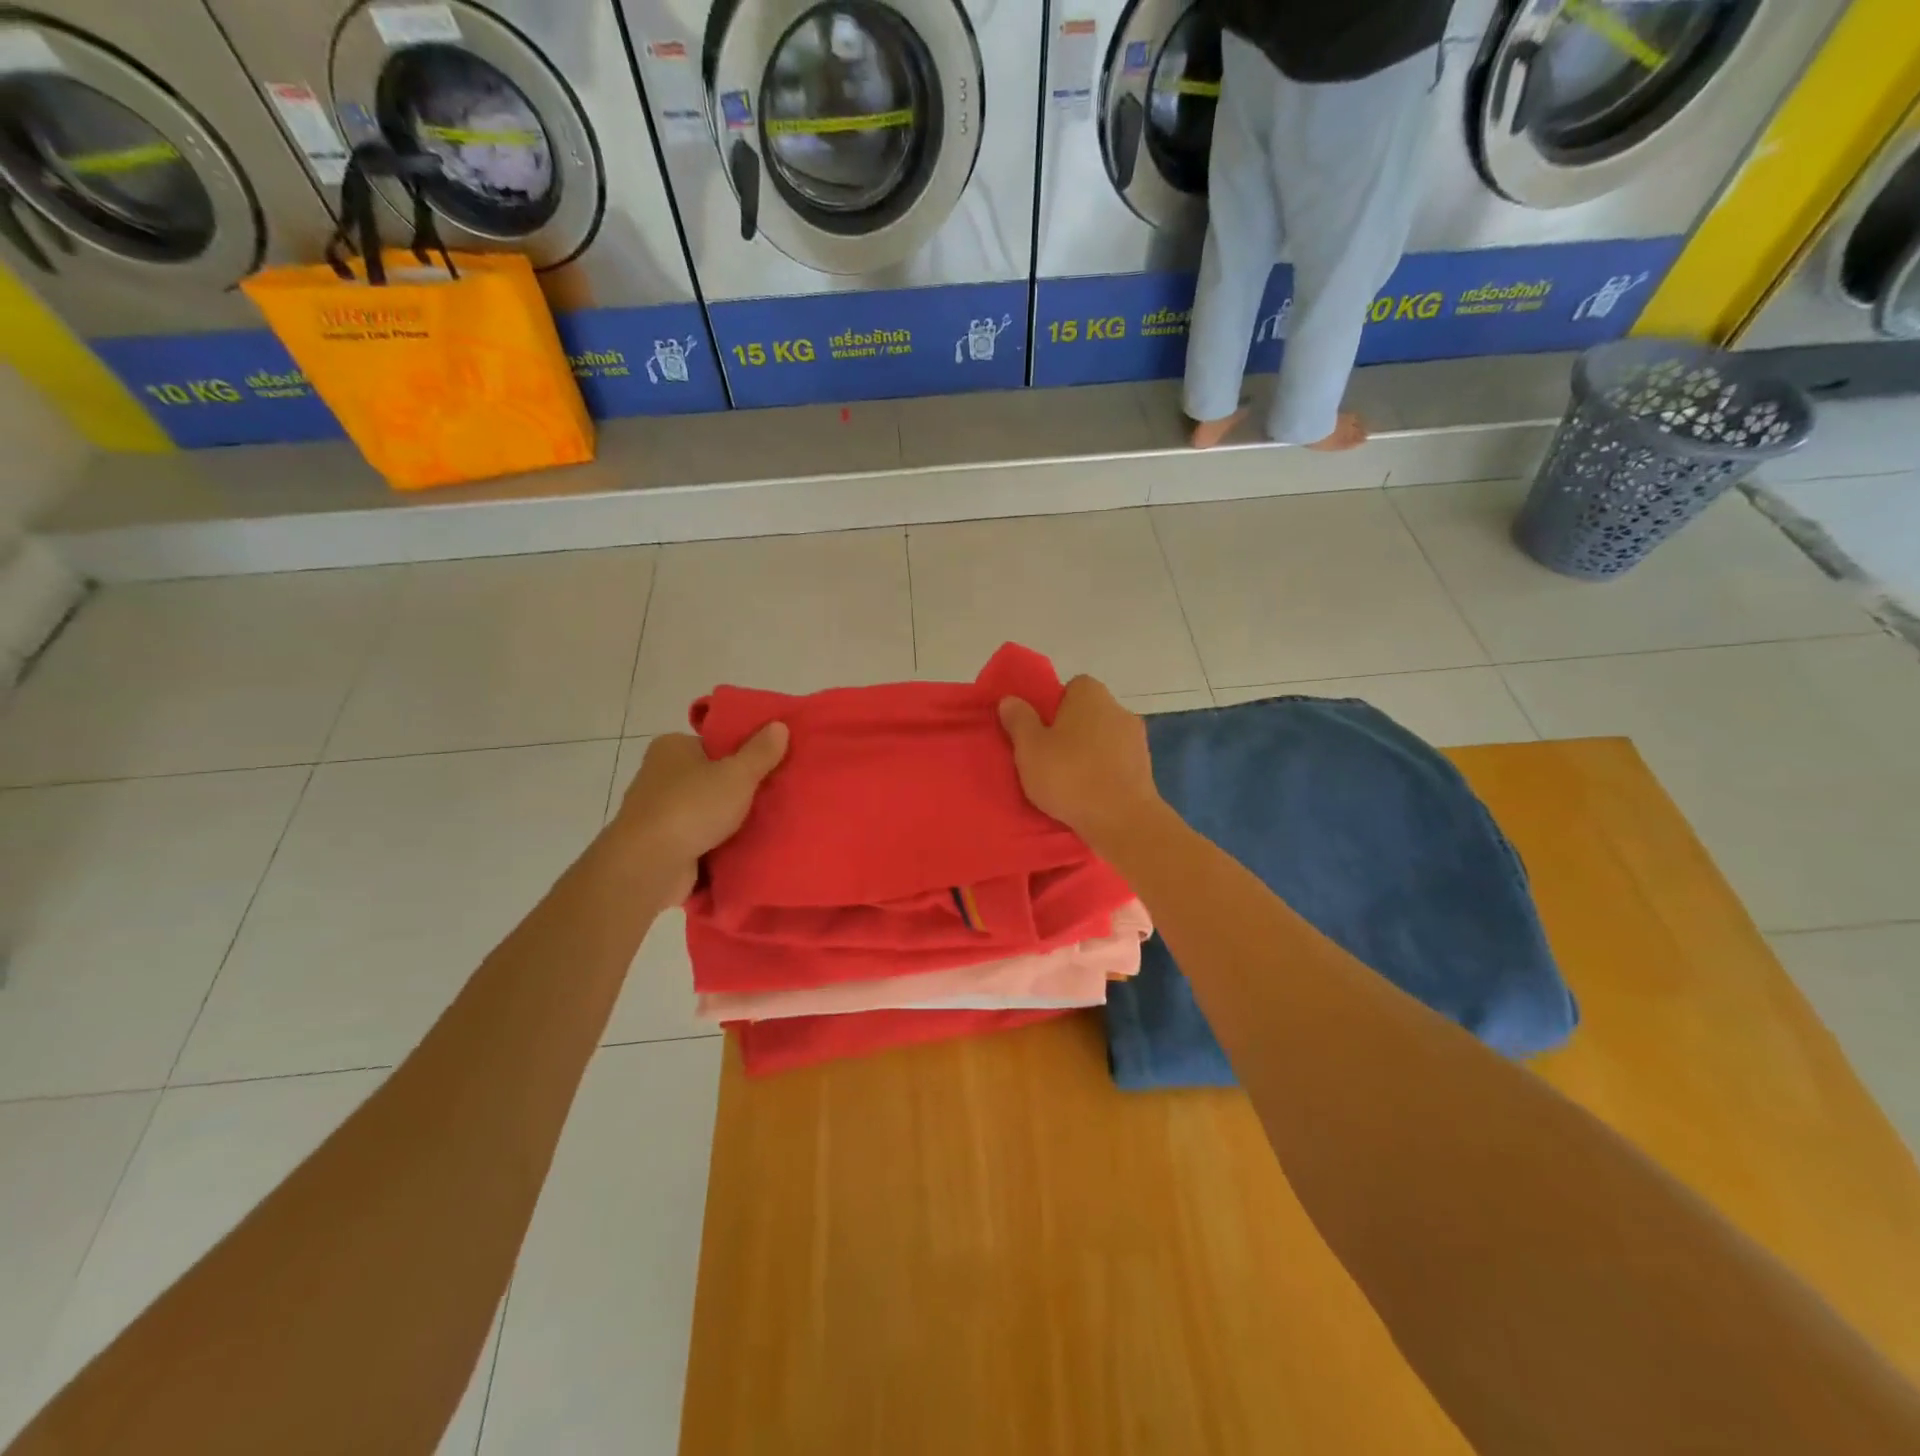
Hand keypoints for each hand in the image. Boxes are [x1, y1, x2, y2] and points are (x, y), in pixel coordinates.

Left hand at [610, 724, 788, 903]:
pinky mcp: (661, 843)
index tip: (769, 767)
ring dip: (729, 819)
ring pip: (706, 809)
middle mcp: (660, 774)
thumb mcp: (737, 774)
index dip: (743, 753)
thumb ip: (760, 752)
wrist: (648, 865)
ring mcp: (658, 811)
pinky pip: (698, 836)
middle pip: (711, 776)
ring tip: (766, 823)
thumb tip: (779, 725)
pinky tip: (744, 847)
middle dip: (738, 789)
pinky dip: (717, 842)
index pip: (714, 743)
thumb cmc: (692, 807)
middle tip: (774, 796)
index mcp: (672, 747)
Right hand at [998, 676, 1162, 850]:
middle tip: (1047, 756)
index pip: (1071, 687)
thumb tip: (1010, 700)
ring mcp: (1136, 739)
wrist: (1122, 820)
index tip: (1040, 730)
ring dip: (1088, 753)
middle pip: (1087, 713)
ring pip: (1103, 739)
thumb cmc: (1070, 776)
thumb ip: (1019, 720)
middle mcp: (1118, 708)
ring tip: (1068, 780)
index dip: (1053, 706)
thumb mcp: (1029, 748)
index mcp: (1091, 695)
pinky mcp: (1145, 767)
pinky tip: (1089, 793)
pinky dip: (1104, 772)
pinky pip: (1116, 762)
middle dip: (1070, 730)